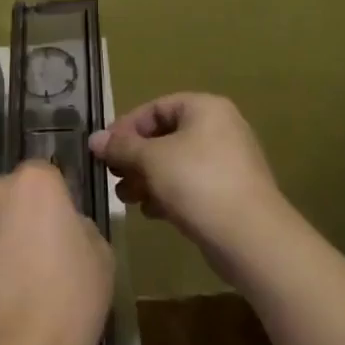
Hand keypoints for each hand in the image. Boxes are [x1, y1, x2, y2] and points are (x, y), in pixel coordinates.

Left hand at [0, 161, 113, 344]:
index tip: (59, 227)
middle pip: (7, 194)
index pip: (44, 174)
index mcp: (34, 183)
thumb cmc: (70, 301)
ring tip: (5, 280)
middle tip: (33, 254)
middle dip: (17, 215)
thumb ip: (78, 226)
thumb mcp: (101, 256)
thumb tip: (62, 227)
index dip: (52, 200)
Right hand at [90, 93, 293, 282]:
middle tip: (114, 177)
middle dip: (134, 158)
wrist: (250, 236)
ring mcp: (227, 162)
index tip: (104, 151)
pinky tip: (152, 212)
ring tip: (128, 199)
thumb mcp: (151, 159)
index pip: (155, 108)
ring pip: (175, 163)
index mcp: (205, 109)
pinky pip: (190, 185)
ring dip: (146, 178)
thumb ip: (121, 147)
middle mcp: (219, 129)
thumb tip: (95, 139)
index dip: (126, 127)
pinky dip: (168, 194)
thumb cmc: (197, 182)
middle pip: (164, 136)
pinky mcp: (229, 192)